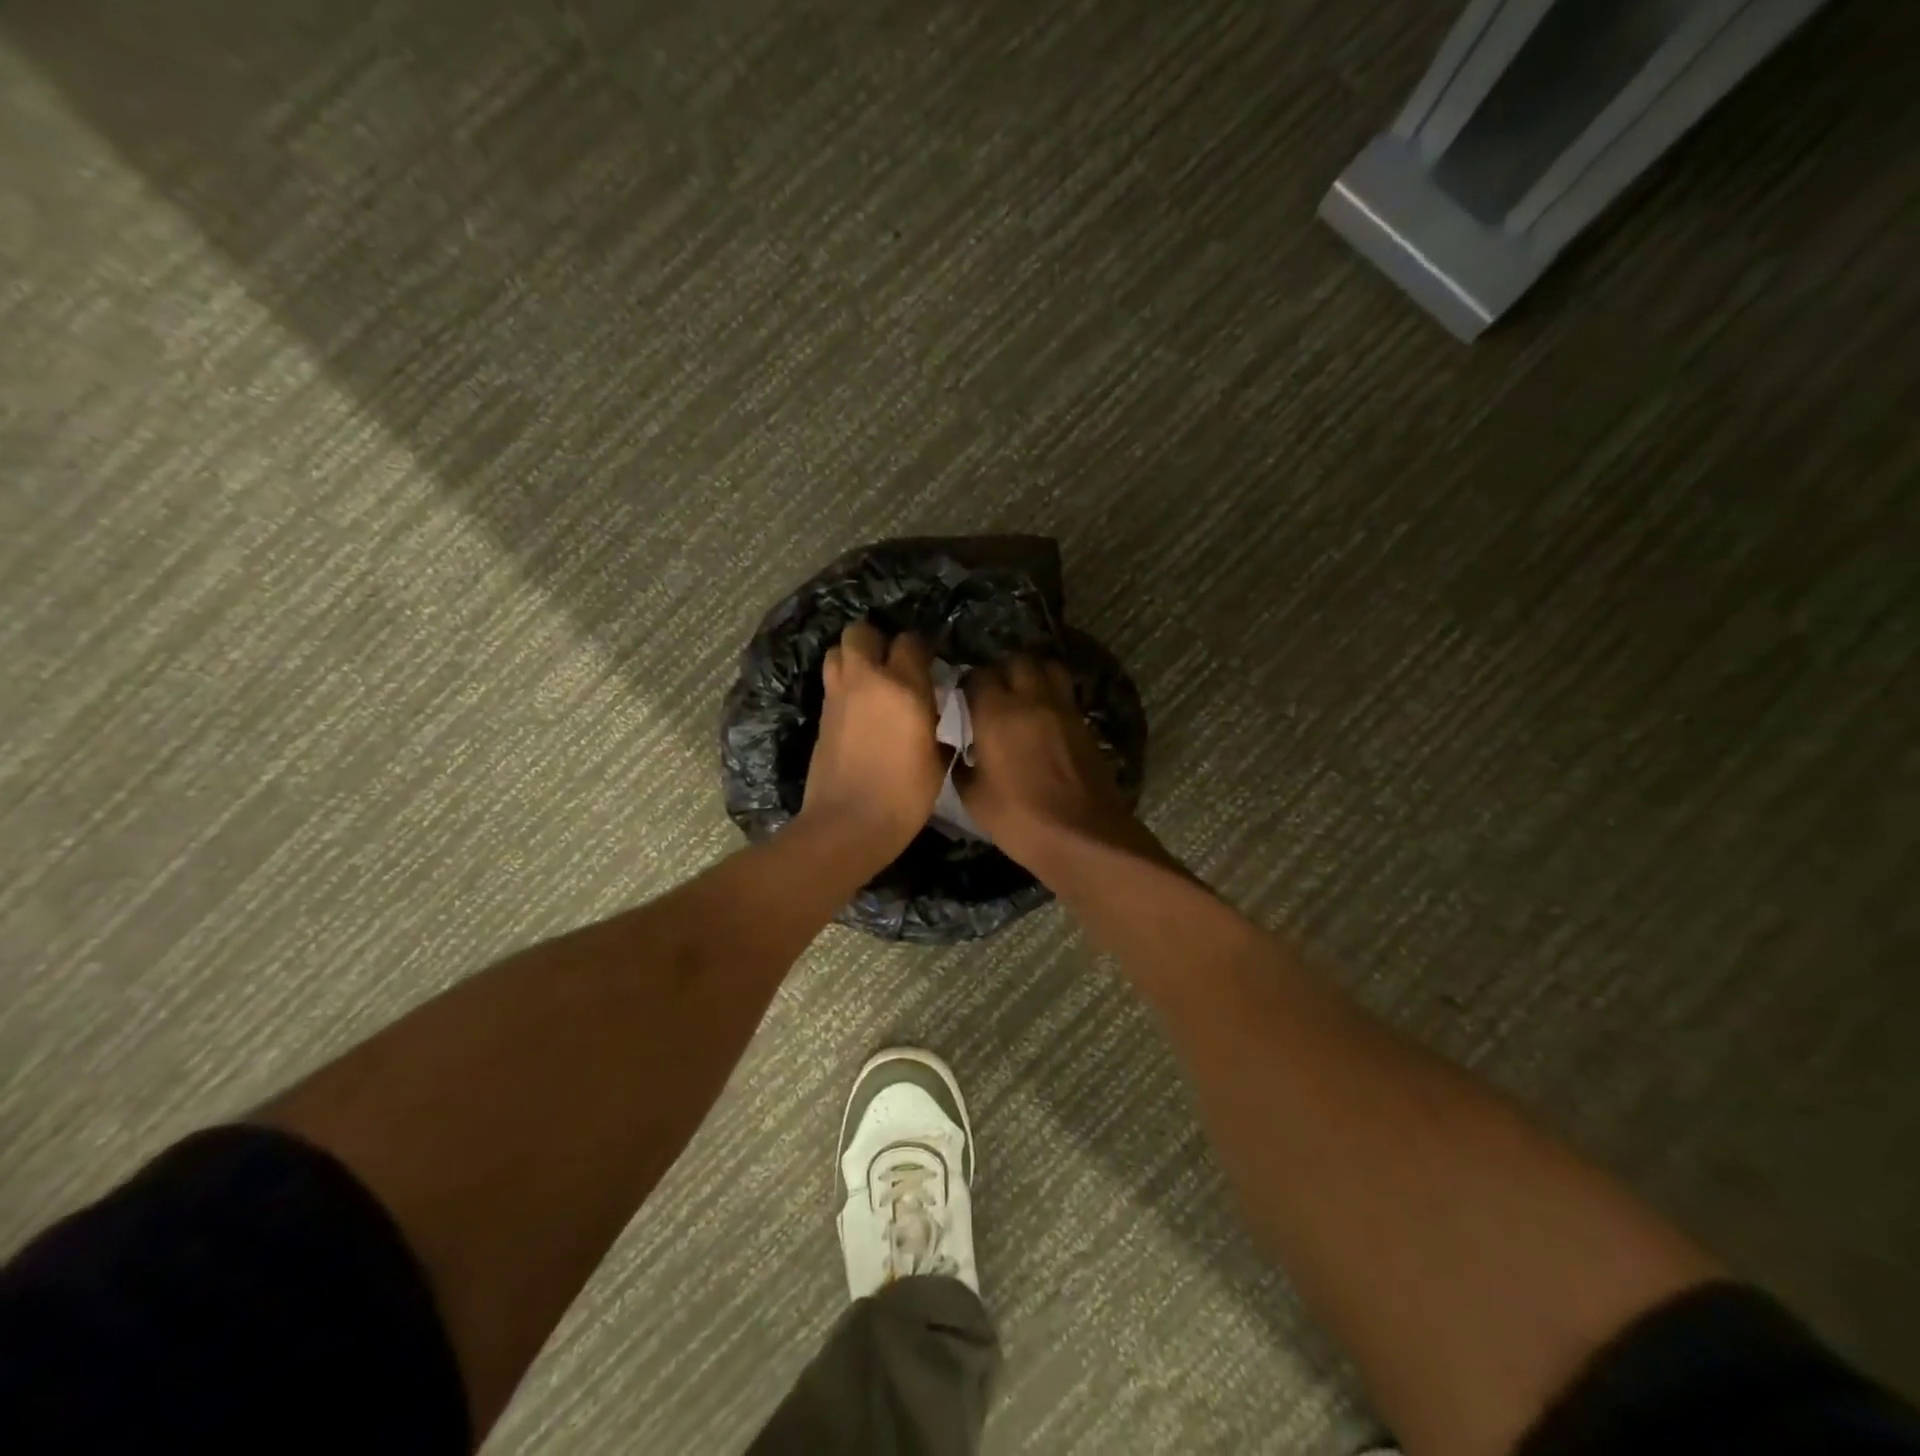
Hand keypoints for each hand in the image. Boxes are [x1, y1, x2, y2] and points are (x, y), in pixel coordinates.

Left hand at [800, 621, 945, 855]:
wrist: (848, 824)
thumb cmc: (904, 796)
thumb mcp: (936, 758)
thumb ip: (935, 721)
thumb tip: (932, 707)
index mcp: (903, 688)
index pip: (910, 641)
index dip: (921, 648)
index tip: (929, 662)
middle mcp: (866, 680)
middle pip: (861, 631)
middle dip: (876, 640)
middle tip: (892, 662)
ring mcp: (838, 696)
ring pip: (837, 651)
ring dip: (853, 657)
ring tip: (871, 679)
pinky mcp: (821, 715)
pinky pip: (832, 681)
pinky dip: (844, 683)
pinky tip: (859, 706)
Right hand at [961, 656, 1136, 868]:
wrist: (1082, 836)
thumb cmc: (1019, 819)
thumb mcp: (973, 798)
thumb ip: (960, 766)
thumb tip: (957, 751)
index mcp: (996, 713)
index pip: (978, 676)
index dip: (968, 684)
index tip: (963, 699)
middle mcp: (1031, 699)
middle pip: (1017, 661)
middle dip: (1002, 670)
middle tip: (994, 693)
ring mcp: (1063, 709)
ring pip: (1048, 668)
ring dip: (1033, 674)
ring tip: (1023, 695)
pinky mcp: (1085, 723)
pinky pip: (1065, 694)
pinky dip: (1052, 696)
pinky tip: (1044, 719)